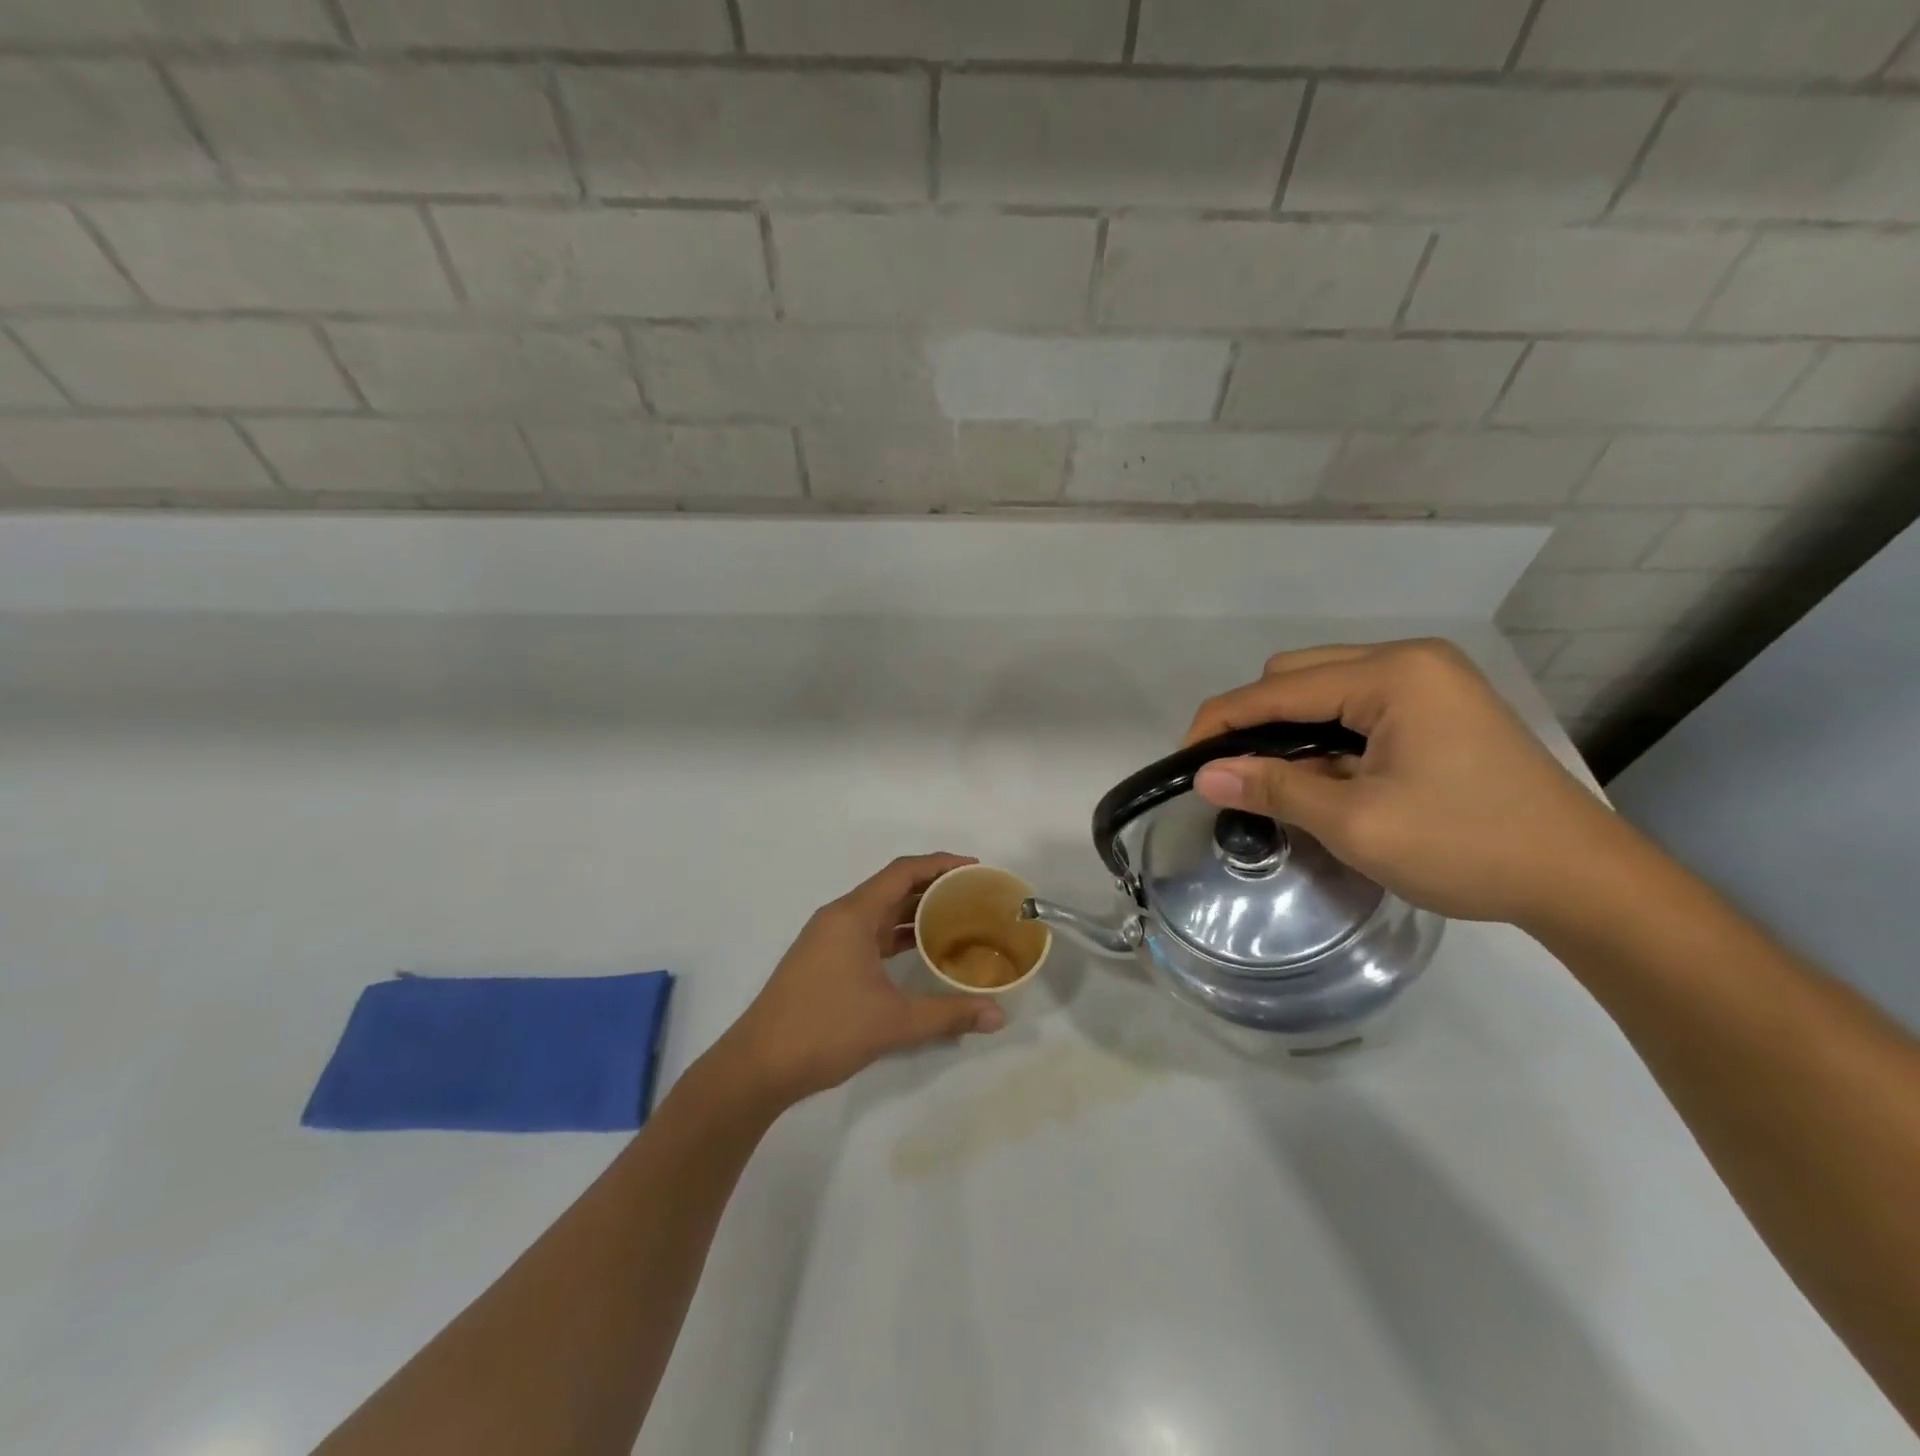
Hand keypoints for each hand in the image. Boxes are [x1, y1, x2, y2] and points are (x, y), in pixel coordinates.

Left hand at [710, 853, 1006, 1108]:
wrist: (758, 1066)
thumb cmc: (825, 1030)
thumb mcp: (894, 1022)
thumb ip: (948, 1014)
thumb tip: (998, 1015)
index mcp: (852, 915)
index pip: (902, 872)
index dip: (940, 864)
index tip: (974, 869)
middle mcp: (839, 918)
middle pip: (891, 887)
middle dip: (932, 886)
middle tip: (973, 895)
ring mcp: (828, 940)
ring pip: (879, 912)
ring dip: (914, 911)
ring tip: (957, 918)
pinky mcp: (824, 961)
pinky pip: (868, 934)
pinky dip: (896, 934)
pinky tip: (921, 950)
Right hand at [1184, 640, 1634, 927]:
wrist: (1582, 881)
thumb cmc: (1467, 846)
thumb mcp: (1357, 822)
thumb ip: (1274, 788)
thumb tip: (1204, 776)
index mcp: (1393, 674)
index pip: (1278, 688)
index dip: (1221, 722)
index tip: (1185, 762)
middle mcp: (1410, 660)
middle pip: (1298, 675)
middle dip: (1254, 720)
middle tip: (1233, 776)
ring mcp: (1430, 680)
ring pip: (1325, 689)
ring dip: (1290, 729)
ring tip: (1274, 779)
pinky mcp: (1440, 706)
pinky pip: (1357, 706)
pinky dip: (1325, 735)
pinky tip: (1323, 774)